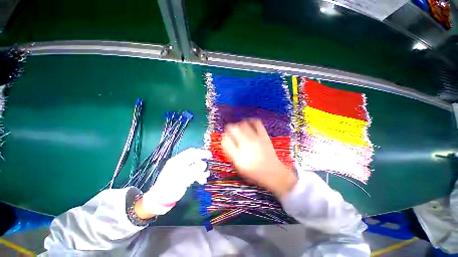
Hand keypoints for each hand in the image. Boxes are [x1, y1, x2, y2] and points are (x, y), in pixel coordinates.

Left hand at [139, 148, 210, 216]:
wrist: (159, 200)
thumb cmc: (169, 189)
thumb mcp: (181, 180)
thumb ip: (193, 171)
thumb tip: (204, 164)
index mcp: (176, 161)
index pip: (190, 153)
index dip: (201, 153)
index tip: (209, 155)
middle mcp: (179, 163)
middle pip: (193, 157)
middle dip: (202, 158)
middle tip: (210, 159)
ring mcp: (180, 169)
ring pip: (194, 165)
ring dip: (201, 169)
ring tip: (206, 176)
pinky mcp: (182, 175)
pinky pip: (192, 172)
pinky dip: (198, 174)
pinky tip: (202, 180)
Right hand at [221, 120, 297, 197]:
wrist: (273, 173)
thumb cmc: (255, 173)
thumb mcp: (239, 167)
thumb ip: (231, 154)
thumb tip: (226, 142)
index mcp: (238, 156)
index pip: (225, 141)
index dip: (224, 137)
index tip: (225, 137)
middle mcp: (245, 146)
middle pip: (233, 129)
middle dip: (229, 128)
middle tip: (230, 131)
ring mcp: (255, 140)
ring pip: (243, 125)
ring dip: (239, 125)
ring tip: (239, 127)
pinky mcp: (264, 136)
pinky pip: (257, 123)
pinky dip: (251, 121)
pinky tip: (249, 123)